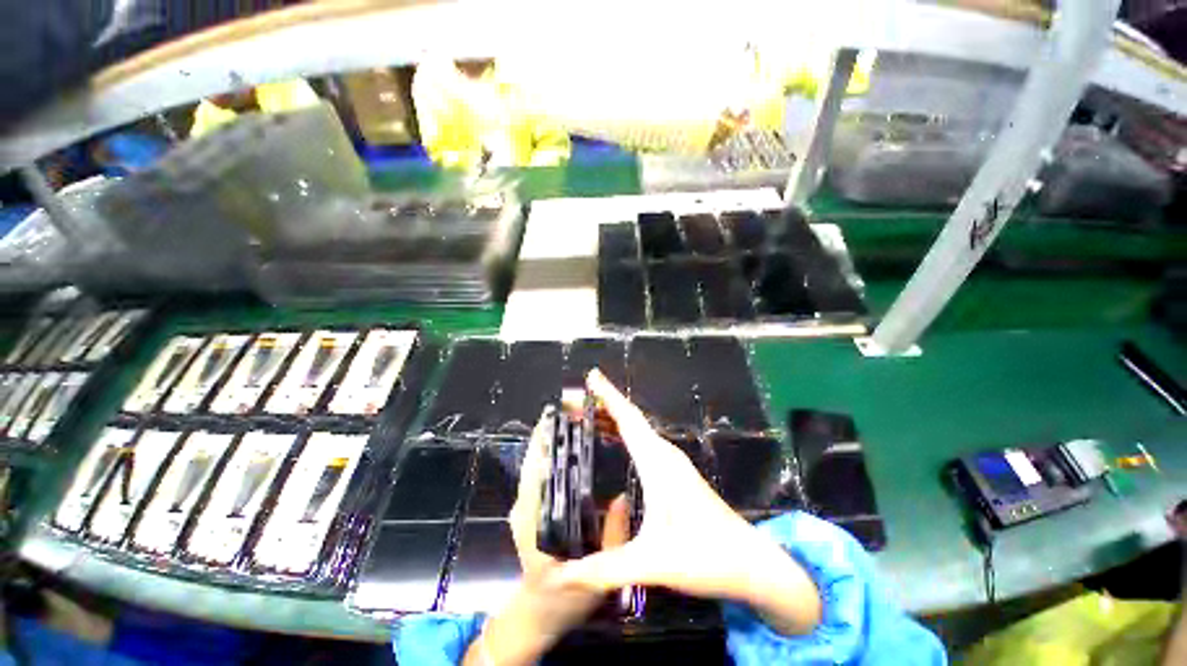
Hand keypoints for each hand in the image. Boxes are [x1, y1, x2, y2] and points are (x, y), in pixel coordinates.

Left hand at [463, 405, 629, 665]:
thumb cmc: (561, 597)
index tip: (559, 414)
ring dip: (556, 438)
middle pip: (536, 458)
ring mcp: (528, 504)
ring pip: (539, 462)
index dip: (543, 439)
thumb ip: (611, 538)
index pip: (533, 469)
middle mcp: (525, 505)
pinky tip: (580, 444)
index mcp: (533, 519)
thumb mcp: (594, 576)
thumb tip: (622, 496)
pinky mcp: (535, 504)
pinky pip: (545, 472)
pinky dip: (559, 453)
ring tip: (581, 418)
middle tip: (579, 409)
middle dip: (553, 430)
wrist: (538, 612)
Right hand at [553, 370, 822, 635]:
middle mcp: (664, 455)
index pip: (628, 419)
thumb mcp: (653, 562)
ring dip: (613, 417)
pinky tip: (615, 440)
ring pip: (638, 430)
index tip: (591, 376)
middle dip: (602, 404)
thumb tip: (559, 577)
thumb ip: (605, 568)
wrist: (753, 564)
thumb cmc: (706, 556)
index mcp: (658, 462)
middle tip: (574, 400)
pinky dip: (624, 433)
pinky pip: (643, 442)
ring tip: (587, 414)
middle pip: (630, 419)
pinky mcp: (675, 474)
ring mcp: (672, 464)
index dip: (608, 396)